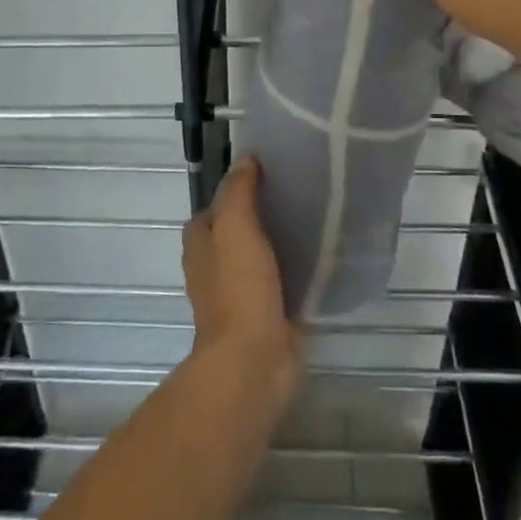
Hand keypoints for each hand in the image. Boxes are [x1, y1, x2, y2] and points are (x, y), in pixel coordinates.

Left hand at [182, 157, 302, 402]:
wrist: (253, 360)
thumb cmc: (238, 287)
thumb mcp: (235, 225)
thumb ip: (239, 190)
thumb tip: (246, 159)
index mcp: (200, 241)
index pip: (218, 202)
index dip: (240, 186)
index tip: (273, 171)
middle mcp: (214, 264)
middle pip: (239, 228)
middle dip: (263, 213)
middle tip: (299, 192)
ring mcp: (239, 292)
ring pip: (260, 254)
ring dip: (280, 241)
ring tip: (315, 219)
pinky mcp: (265, 314)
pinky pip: (281, 281)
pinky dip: (295, 269)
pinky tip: (320, 257)